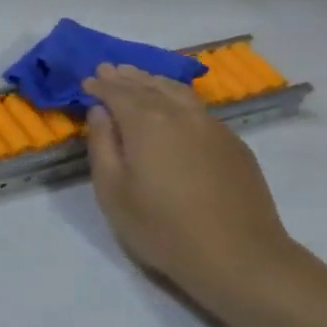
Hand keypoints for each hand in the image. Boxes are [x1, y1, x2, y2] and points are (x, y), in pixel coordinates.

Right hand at [83, 64, 294, 303]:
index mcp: (146, 122)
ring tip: (140, 78)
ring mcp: (212, 127)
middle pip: (148, 86)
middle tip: (109, 70)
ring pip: (178, 92)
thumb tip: (99, 112)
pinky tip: (175, 105)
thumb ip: (102, 145)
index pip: (117, 92)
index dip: (100, 85)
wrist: (240, 257)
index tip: (86, 81)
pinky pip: (198, 108)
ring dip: (154, 82)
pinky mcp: (234, 144)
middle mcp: (180, 114)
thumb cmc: (163, 227)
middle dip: (126, 77)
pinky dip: (178, 98)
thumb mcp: (113, 191)